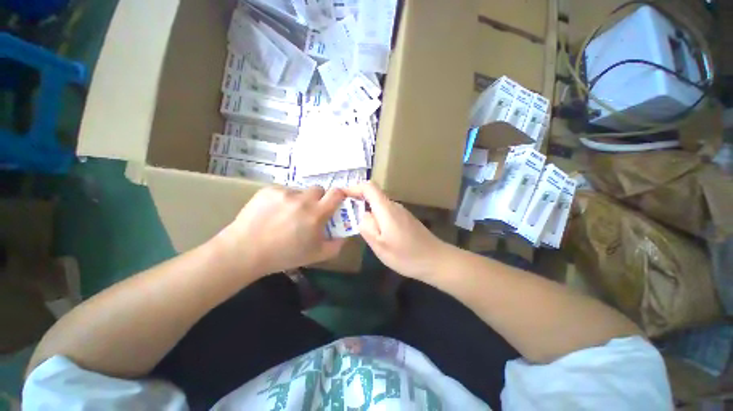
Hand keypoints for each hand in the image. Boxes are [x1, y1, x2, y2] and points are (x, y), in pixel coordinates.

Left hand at [215, 186, 346, 275]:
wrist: (245, 251)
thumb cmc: (284, 255)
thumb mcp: (316, 255)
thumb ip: (336, 245)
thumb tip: (345, 235)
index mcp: (316, 214)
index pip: (336, 193)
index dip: (340, 195)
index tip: (336, 202)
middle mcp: (302, 199)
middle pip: (319, 189)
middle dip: (319, 199)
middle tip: (311, 211)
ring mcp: (284, 193)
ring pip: (300, 191)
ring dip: (300, 200)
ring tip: (288, 214)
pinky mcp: (269, 190)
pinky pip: (284, 191)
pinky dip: (284, 199)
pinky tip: (274, 212)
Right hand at [344, 182, 450, 278]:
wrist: (435, 260)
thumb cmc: (406, 255)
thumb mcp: (379, 245)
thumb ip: (366, 226)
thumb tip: (362, 215)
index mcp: (386, 208)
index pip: (369, 187)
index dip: (354, 188)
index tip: (342, 196)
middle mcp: (394, 205)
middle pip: (373, 196)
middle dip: (358, 203)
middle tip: (347, 217)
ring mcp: (401, 212)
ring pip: (379, 206)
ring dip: (368, 213)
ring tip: (361, 228)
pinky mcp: (405, 219)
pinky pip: (386, 213)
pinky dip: (377, 219)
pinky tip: (378, 234)